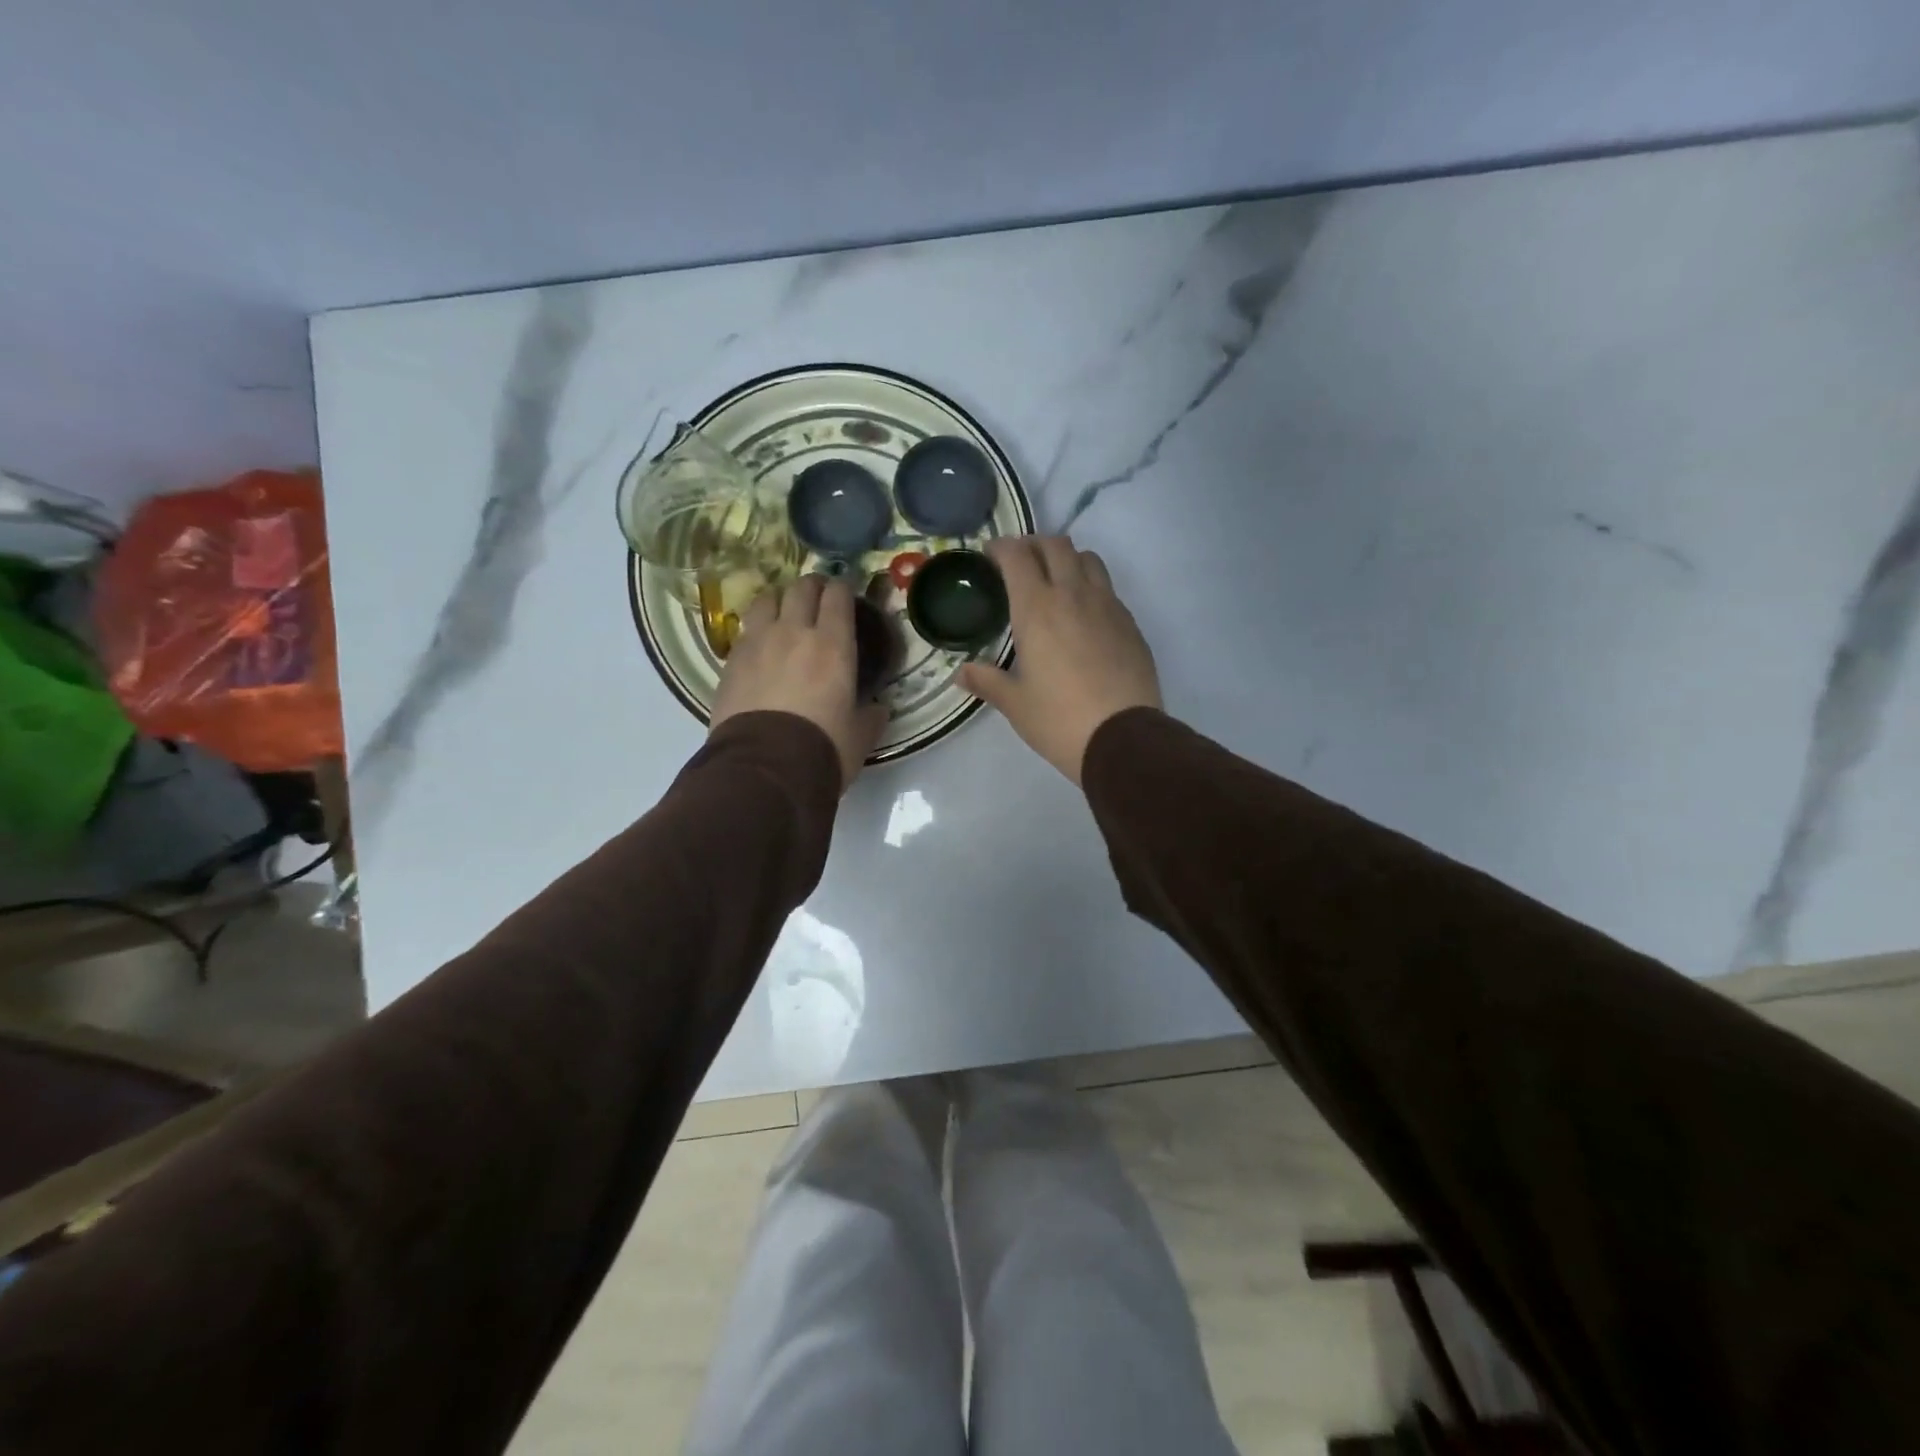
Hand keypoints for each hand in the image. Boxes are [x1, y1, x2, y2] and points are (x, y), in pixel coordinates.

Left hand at [710, 575, 887, 791]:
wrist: (765, 769)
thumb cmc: (823, 749)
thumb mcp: (860, 736)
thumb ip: (871, 716)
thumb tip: (878, 709)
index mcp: (834, 645)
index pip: (838, 596)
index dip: (842, 589)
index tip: (845, 593)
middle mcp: (794, 632)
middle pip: (800, 588)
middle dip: (812, 586)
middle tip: (817, 597)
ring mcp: (758, 643)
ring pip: (766, 600)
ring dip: (778, 600)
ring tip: (783, 612)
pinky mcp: (730, 661)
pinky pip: (745, 631)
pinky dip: (756, 630)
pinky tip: (760, 645)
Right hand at [959, 535, 1161, 783]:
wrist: (1123, 738)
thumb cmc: (1059, 720)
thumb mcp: (1015, 703)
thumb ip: (986, 680)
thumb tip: (960, 673)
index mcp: (1037, 608)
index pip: (1017, 556)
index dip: (1001, 548)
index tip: (990, 555)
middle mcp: (1073, 595)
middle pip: (1056, 545)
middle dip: (1034, 545)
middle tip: (1020, 563)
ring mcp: (1107, 605)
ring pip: (1088, 559)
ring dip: (1067, 559)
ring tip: (1055, 581)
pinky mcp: (1130, 623)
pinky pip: (1108, 588)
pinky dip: (1091, 586)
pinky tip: (1083, 614)